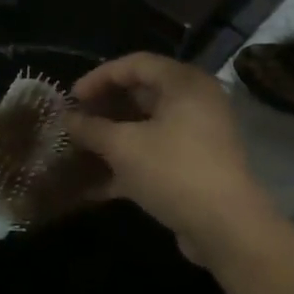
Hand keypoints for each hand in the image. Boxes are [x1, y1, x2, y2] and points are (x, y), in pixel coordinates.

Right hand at [65, 53, 269, 254]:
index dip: (98, 77)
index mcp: (183, 84)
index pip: (135, 64)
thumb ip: (91, 128)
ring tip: (79, 149)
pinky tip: (94, 184)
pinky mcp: (194, 166)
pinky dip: (126, 163)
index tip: (71, 98)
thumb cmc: (173, 171)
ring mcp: (196, 136)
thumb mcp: (123, 146)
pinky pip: (154, 153)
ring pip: (145, 127)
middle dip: (103, 108)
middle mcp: (194, 102)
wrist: (227, 229)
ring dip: (111, 137)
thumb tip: (67, 118)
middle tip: (75, 121)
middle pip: (141, 94)